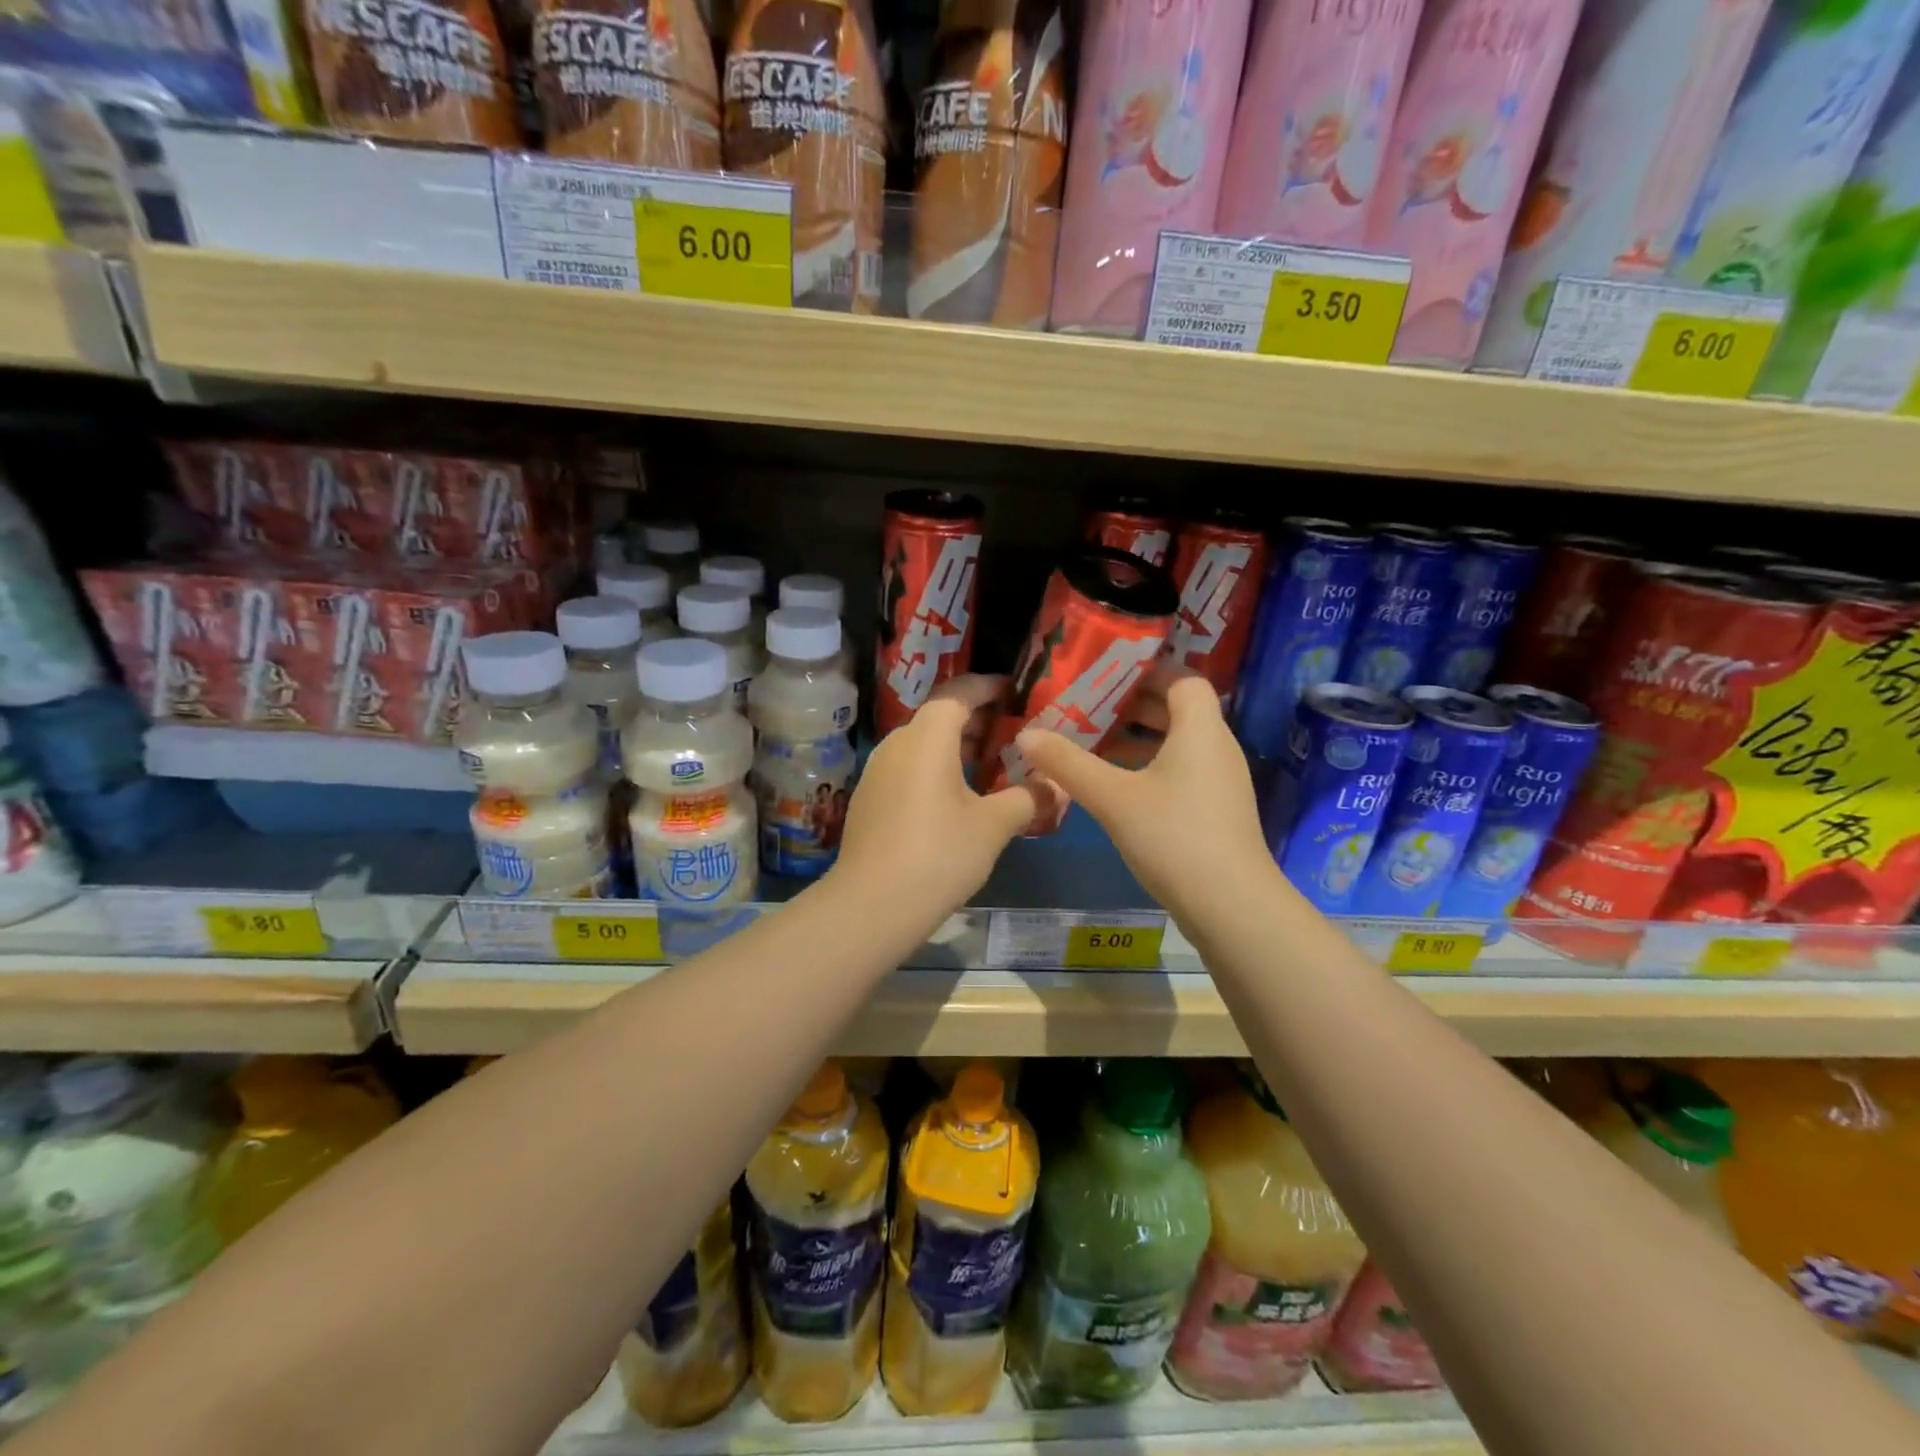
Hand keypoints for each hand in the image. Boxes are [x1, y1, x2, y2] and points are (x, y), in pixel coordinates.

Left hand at [833, 675, 1046, 914]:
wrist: (873, 905)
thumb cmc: (940, 853)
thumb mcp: (994, 826)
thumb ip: (1029, 798)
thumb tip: (1057, 786)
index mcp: (927, 737)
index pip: (959, 692)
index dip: (988, 687)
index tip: (1015, 692)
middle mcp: (897, 743)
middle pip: (938, 716)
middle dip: (975, 719)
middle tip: (1010, 731)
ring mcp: (877, 772)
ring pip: (921, 744)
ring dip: (954, 747)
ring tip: (988, 765)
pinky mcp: (868, 800)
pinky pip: (907, 769)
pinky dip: (934, 769)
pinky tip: (954, 799)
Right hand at [1015, 665, 1270, 916]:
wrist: (1232, 907)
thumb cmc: (1174, 837)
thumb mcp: (1112, 798)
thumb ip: (1067, 763)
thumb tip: (1026, 734)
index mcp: (1200, 729)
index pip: (1183, 678)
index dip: (1147, 671)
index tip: (1106, 674)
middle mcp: (1217, 747)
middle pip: (1178, 709)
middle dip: (1133, 705)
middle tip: (1088, 705)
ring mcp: (1221, 781)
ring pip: (1178, 743)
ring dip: (1139, 738)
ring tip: (1093, 742)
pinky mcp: (1217, 811)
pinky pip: (1182, 770)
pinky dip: (1150, 766)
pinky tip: (1116, 786)